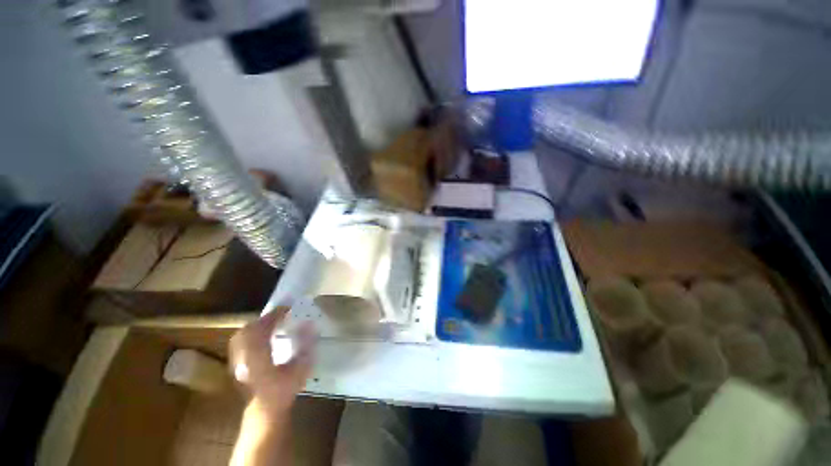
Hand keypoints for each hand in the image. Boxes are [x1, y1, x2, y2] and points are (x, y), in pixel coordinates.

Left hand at [229, 307, 313, 419]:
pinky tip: (263, 335)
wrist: (264, 412)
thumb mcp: (300, 367)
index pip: (263, 329)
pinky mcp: (235, 364)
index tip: (289, 308)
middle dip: (265, 318)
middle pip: (249, 329)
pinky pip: (241, 341)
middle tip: (281, 314)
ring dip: (258, 325)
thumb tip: (309, 323)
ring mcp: (236, 361)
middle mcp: (243, 357)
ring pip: (242, 334)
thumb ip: (305, 344)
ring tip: (273, 322)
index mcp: (258, 357)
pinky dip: (252, 333)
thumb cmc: (284, 390)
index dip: (275, 315)